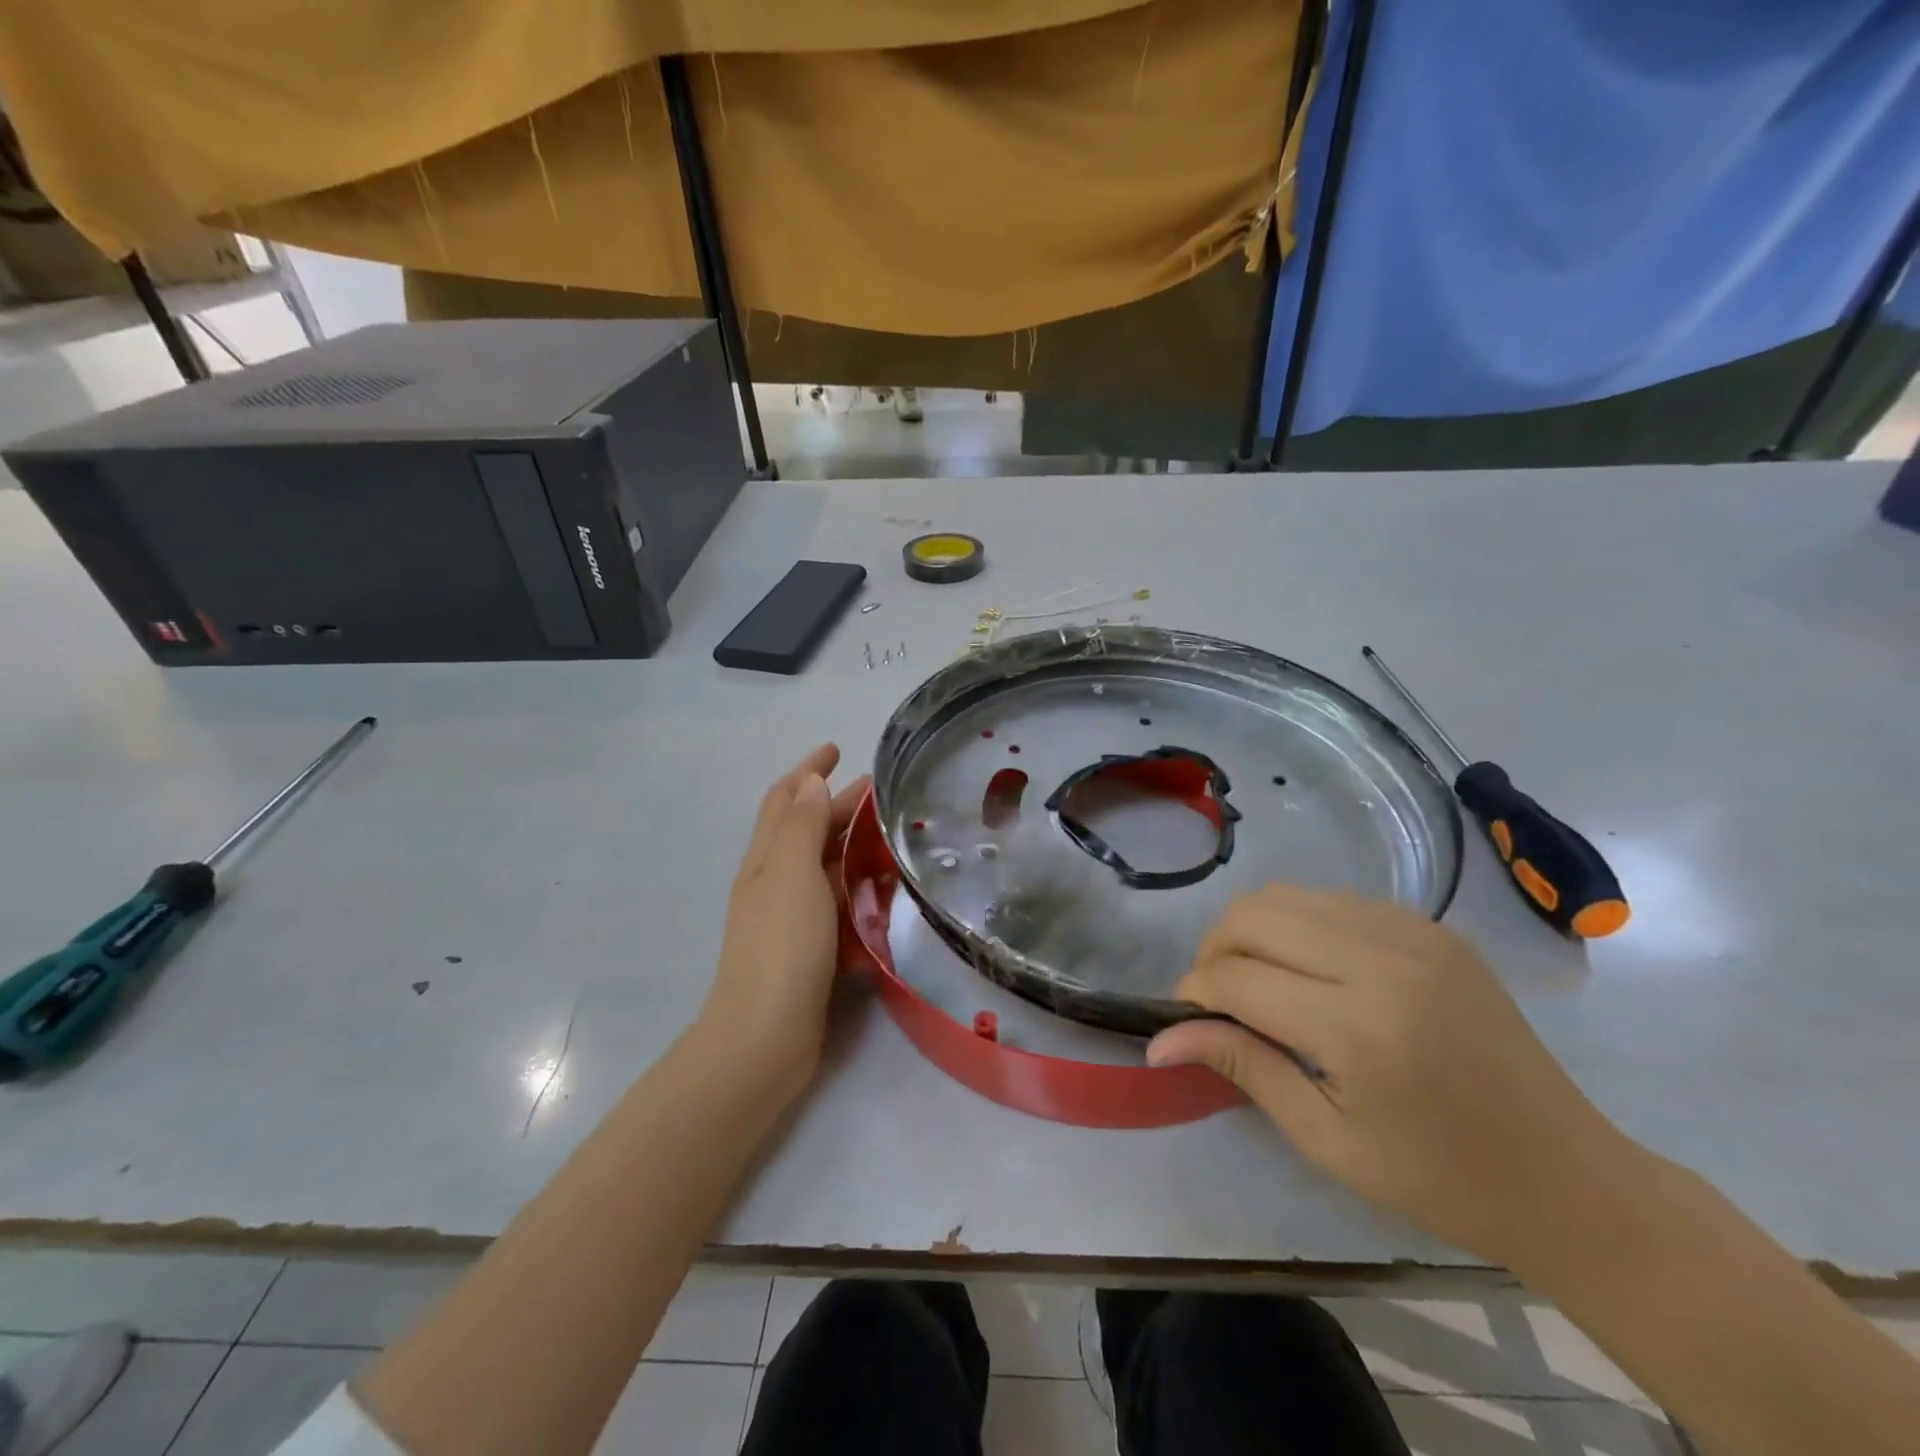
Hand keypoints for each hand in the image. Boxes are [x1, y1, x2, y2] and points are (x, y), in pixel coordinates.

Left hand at [698, 745, 869, 1099]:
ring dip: (850, 843)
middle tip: (881, 794)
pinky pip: (835, 902)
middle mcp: (773, 881)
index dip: (807, 770)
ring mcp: (789, 916)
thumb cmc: (781, 946)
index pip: (784, 799)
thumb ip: (801, 825)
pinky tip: (881, 891)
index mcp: (766, 858)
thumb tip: (809, 782)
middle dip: (837, 804)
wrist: (765, 1037)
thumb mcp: (792, 874)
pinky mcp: (809, 947)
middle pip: (805, 828)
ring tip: (889, 836)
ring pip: (822, 865)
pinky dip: (855, 886)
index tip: (837, 749)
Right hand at [1147, 885, 1630, 1267]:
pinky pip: (1334, 900)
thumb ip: (1242, 1067)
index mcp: (1359, 1027)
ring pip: (1287, 895)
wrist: (1571, 1179)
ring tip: (1257, 981)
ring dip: (1253, 931)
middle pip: (1253, 914)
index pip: (1236, 977)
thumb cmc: (1441, 1179)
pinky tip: (1311, 970)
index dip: (1195, 992)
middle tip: (1217, 997)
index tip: (1185, 1017)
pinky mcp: (1433, 926)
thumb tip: (1161, 1038)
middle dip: (1215, 950)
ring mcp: (1414, 934)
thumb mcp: (1328, 1140)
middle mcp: (1384, 960)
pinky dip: (1300, 925)